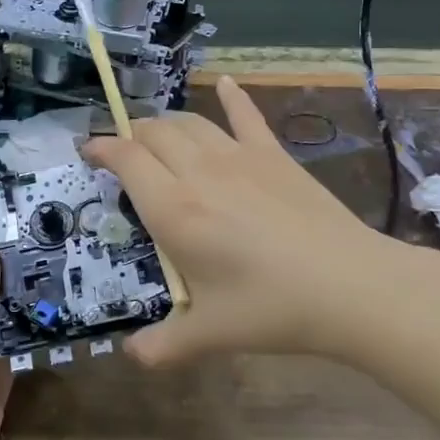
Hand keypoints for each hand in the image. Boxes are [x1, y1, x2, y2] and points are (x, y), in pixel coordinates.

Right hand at [83, 76, 439, 368]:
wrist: (351, 285)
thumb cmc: (273, 308)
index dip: (102, 148)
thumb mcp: (211, 334)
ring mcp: (240, 157)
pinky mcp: (274, 155)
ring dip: (166, 123)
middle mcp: (199, 171)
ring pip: (190, 122)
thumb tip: (132, 357)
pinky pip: (247, 115)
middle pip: (154, 133)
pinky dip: (232, 96)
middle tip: (124, 155)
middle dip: (131, 136)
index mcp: (175, 209)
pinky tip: (224, 82)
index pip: (126, 159)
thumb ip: (164, 346)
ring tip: (157, 135)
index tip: (88, 152)